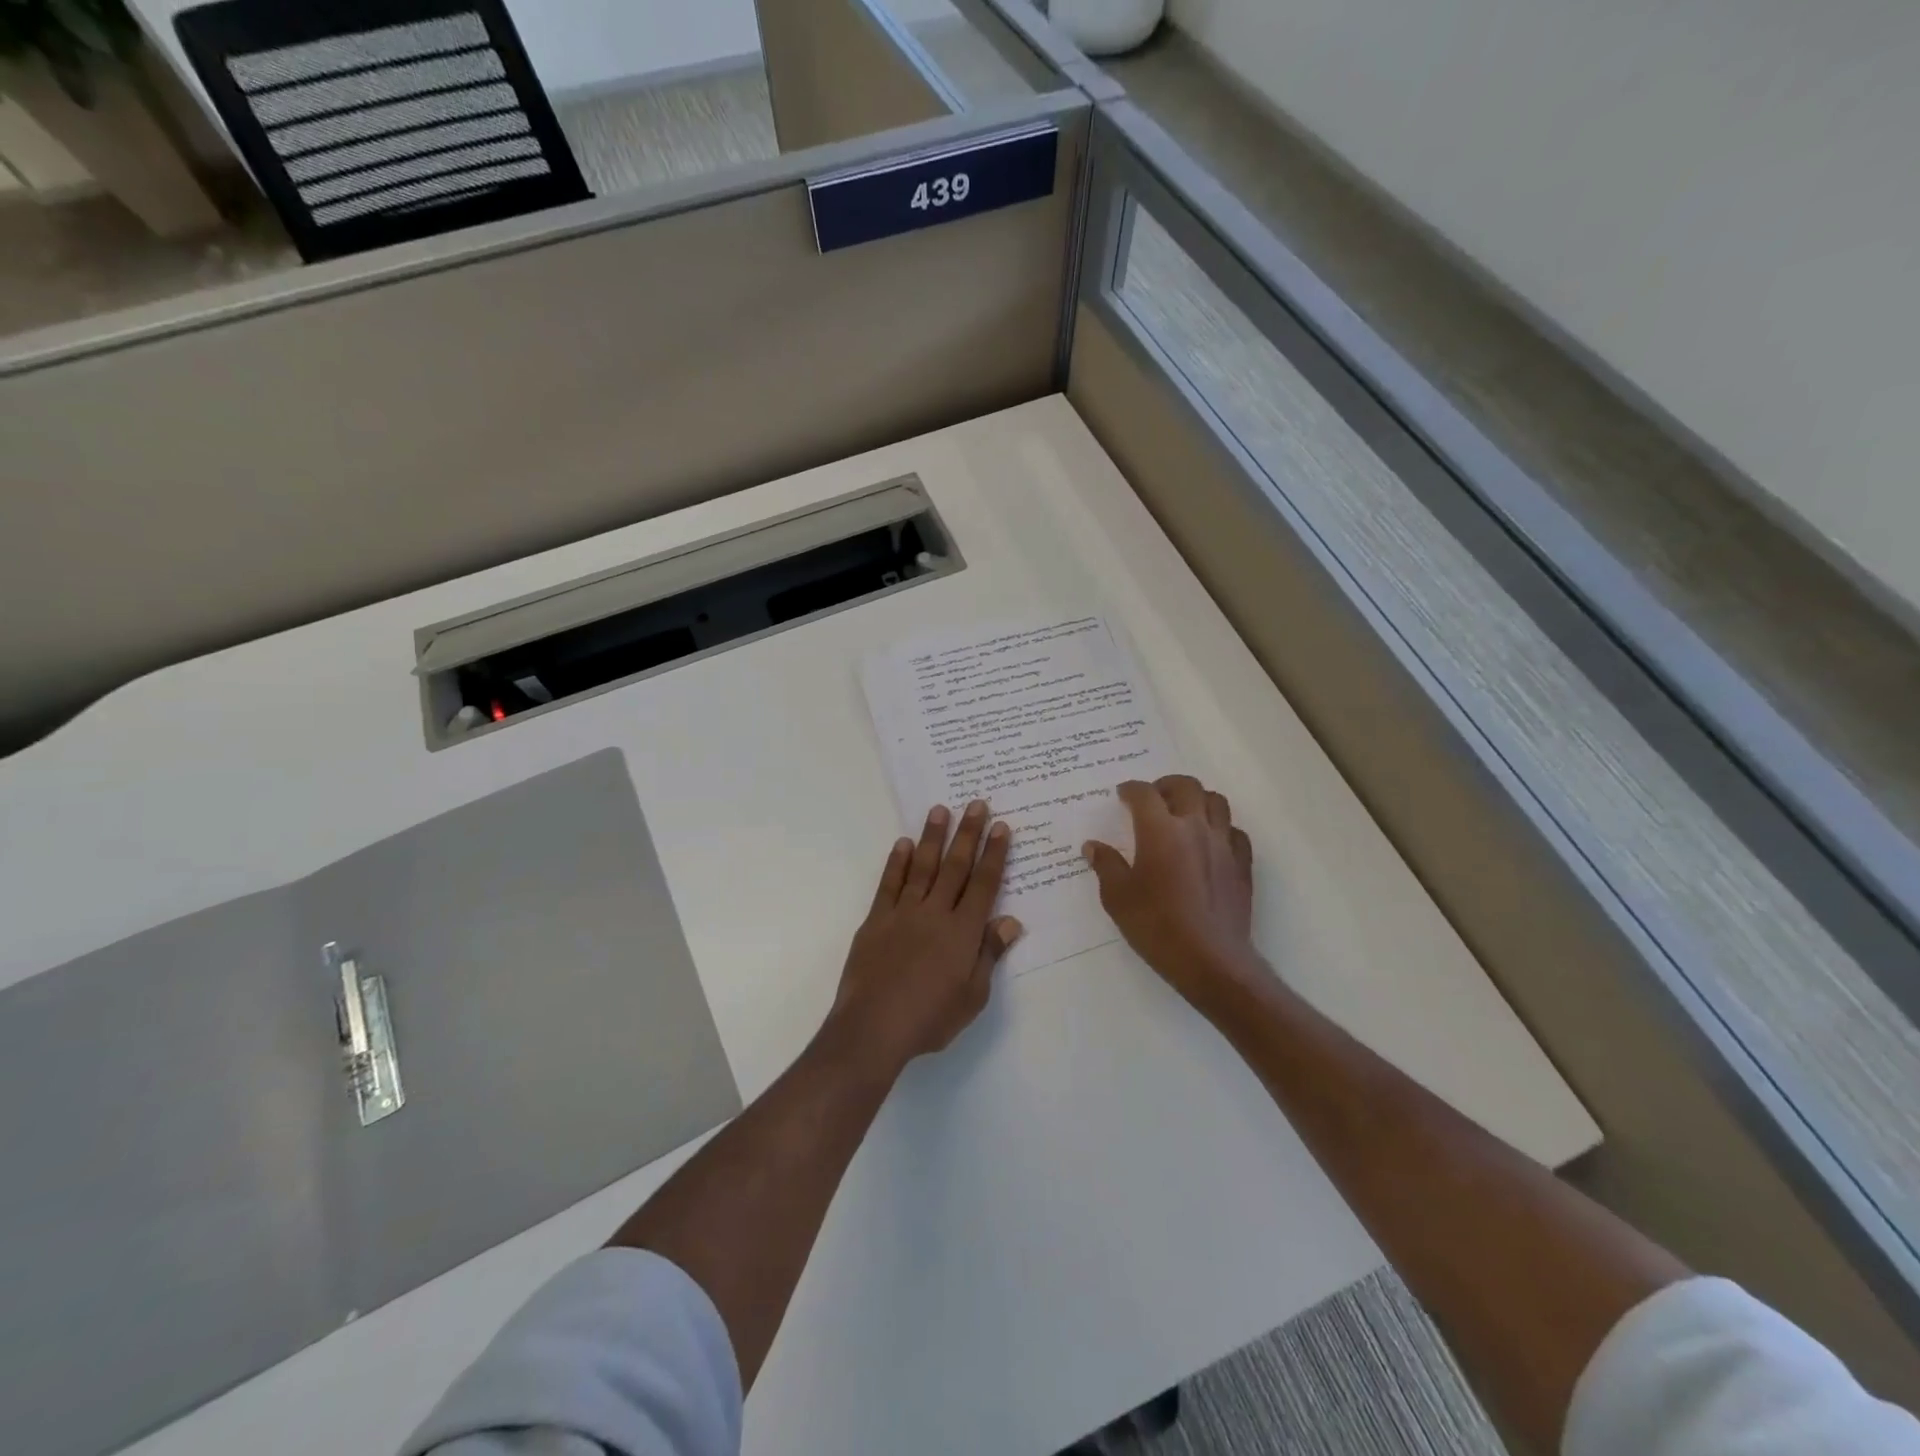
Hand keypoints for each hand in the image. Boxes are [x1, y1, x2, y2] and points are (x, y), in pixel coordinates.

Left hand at [830, 801, 1023, 1074]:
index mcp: (963, 932)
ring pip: (923, 867)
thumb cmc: (930, 1018)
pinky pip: (889, 884)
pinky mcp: (876, 920)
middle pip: (955, 866)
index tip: (1002, 827)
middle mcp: (935, 913)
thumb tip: (1010, 921)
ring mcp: (903, 913)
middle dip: (968, 834)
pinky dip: (898, 862)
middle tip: (977, 804)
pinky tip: (903, 844)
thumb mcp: (972, 996)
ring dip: (933, 837)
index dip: (994, 854)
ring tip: (940, 810)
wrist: (873, 1028)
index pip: (984, 884)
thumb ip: (989, 954)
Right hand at [1083, 776, 1261, 1013]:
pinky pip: (1235, 832)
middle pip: (1186, 787)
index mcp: (1160, 831)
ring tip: (1183, 813)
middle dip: (1166, 785)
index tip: (1122, 795)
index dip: (1131, 789)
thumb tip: (1093, 846)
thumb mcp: (1118, 898)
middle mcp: (1195, 828)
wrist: (1210, 959)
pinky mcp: (1242, 865)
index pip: (1144, 794)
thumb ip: (1106, 866)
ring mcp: (1223, 844)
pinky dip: (1221, 828)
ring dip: (1197, 799)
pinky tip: (1210, 842)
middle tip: (1153, 797)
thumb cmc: (1156, 926)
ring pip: (1216, 802)